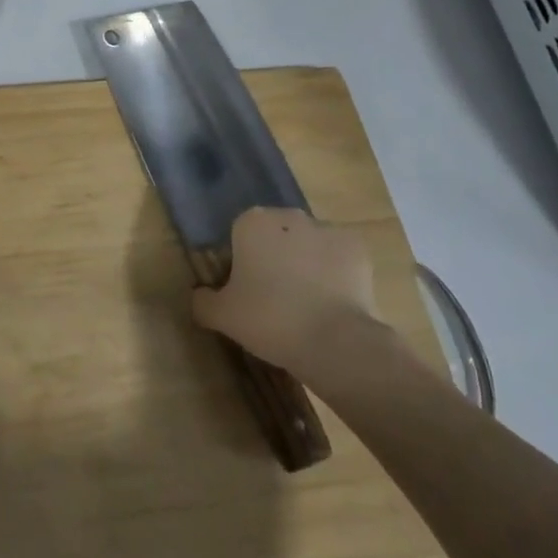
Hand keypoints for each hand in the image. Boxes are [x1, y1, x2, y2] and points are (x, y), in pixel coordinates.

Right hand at [191, 208, 384, 374]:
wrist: (335, 340)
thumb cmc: (269, 319)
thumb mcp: (222, 316)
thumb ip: (203, 301)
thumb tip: (200, 295)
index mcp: (251, 222)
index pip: (239, 236)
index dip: (241, 264)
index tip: (246, 294)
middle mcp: (289, 216)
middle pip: (275, 236)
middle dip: (274, 259)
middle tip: (274, 301)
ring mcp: (327, 229)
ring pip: (308, 245)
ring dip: (305, 265)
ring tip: (307, 307)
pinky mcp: (357, 248)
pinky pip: (338, 259)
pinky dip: (335, 274)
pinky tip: (333, 303)